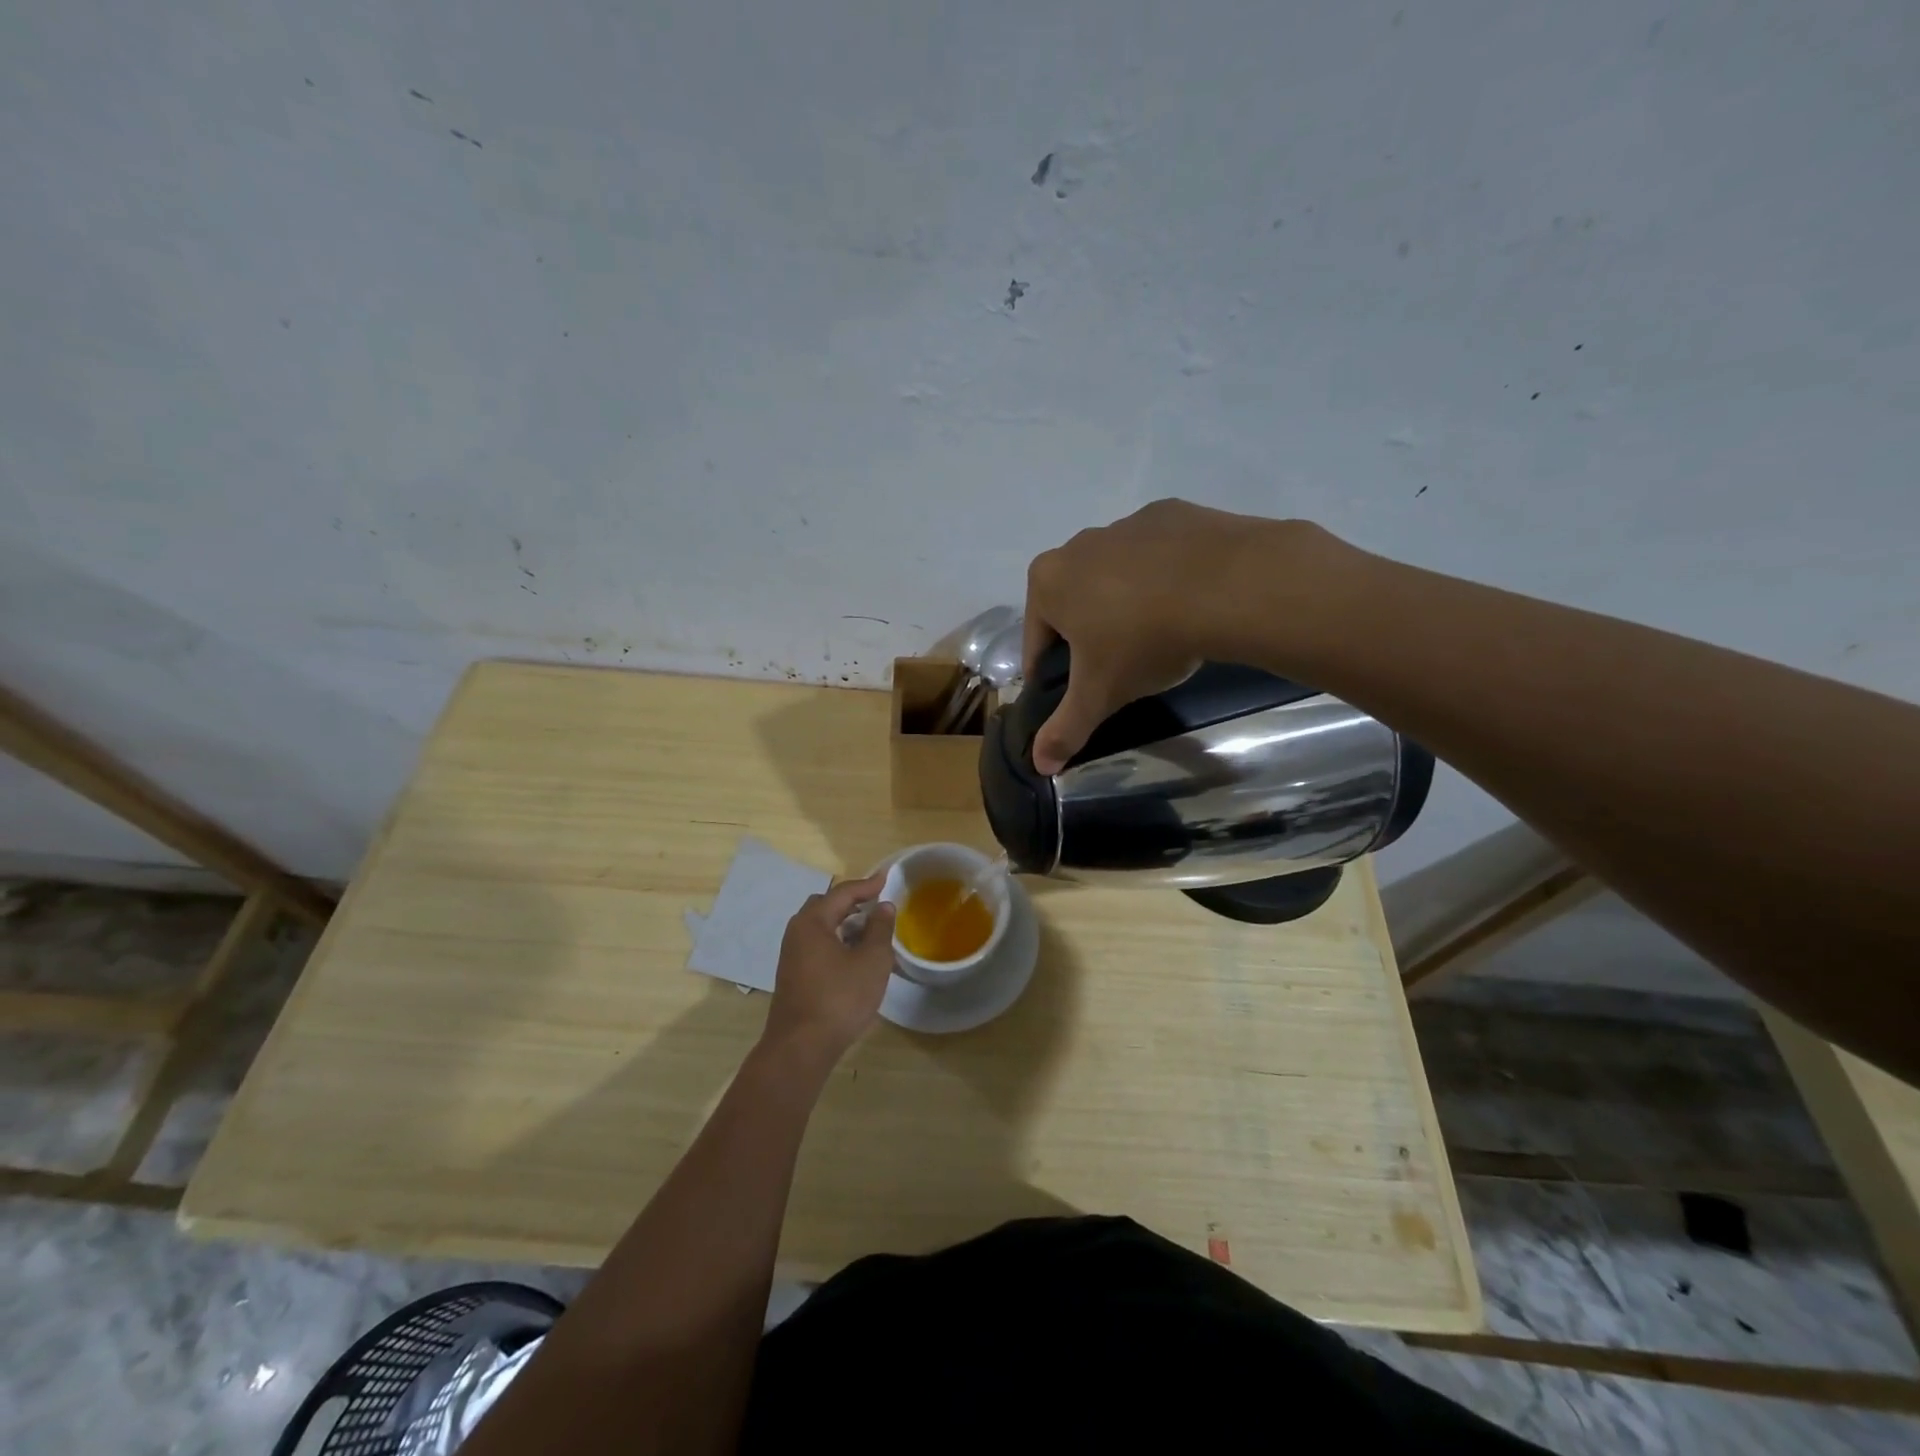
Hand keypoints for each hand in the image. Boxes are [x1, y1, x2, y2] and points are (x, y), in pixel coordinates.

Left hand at [762, 874, 896, 1062]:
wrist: (801, 1047)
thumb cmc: (840, 998)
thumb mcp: (871, 960)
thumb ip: (880, 929)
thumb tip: (883, 906)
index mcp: (812, 922)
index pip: (842, 893)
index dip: (866, 885)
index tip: (886, 879)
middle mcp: (796, 933)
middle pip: (825, 906)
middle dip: (851, 903)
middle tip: (875, 904)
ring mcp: (791, 956)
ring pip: (820, 928)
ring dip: (844, 925)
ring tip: (870, 932)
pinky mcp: (793, 976)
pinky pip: (817, 946)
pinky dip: (836, 942)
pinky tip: (854, 958)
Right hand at [1023, 500, 1343, 772]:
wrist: (1226, 585)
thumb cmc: (1143, 640)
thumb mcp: (1100, 693)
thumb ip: (1066, 728)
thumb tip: (1038, 766)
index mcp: (1047, 581)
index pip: (1037, 640)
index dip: (1050, 673)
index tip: (1074, 692)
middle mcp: (1078, 545)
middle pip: (1074, 603)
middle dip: (1089, 634)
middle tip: (1120, 667)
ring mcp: (1126, 524)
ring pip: (1115, 577)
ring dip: (1126, 603)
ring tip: (1159, 636)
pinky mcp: (1171, 514)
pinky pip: (1158, 556)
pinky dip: (1165, 578)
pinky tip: (1188, 603)